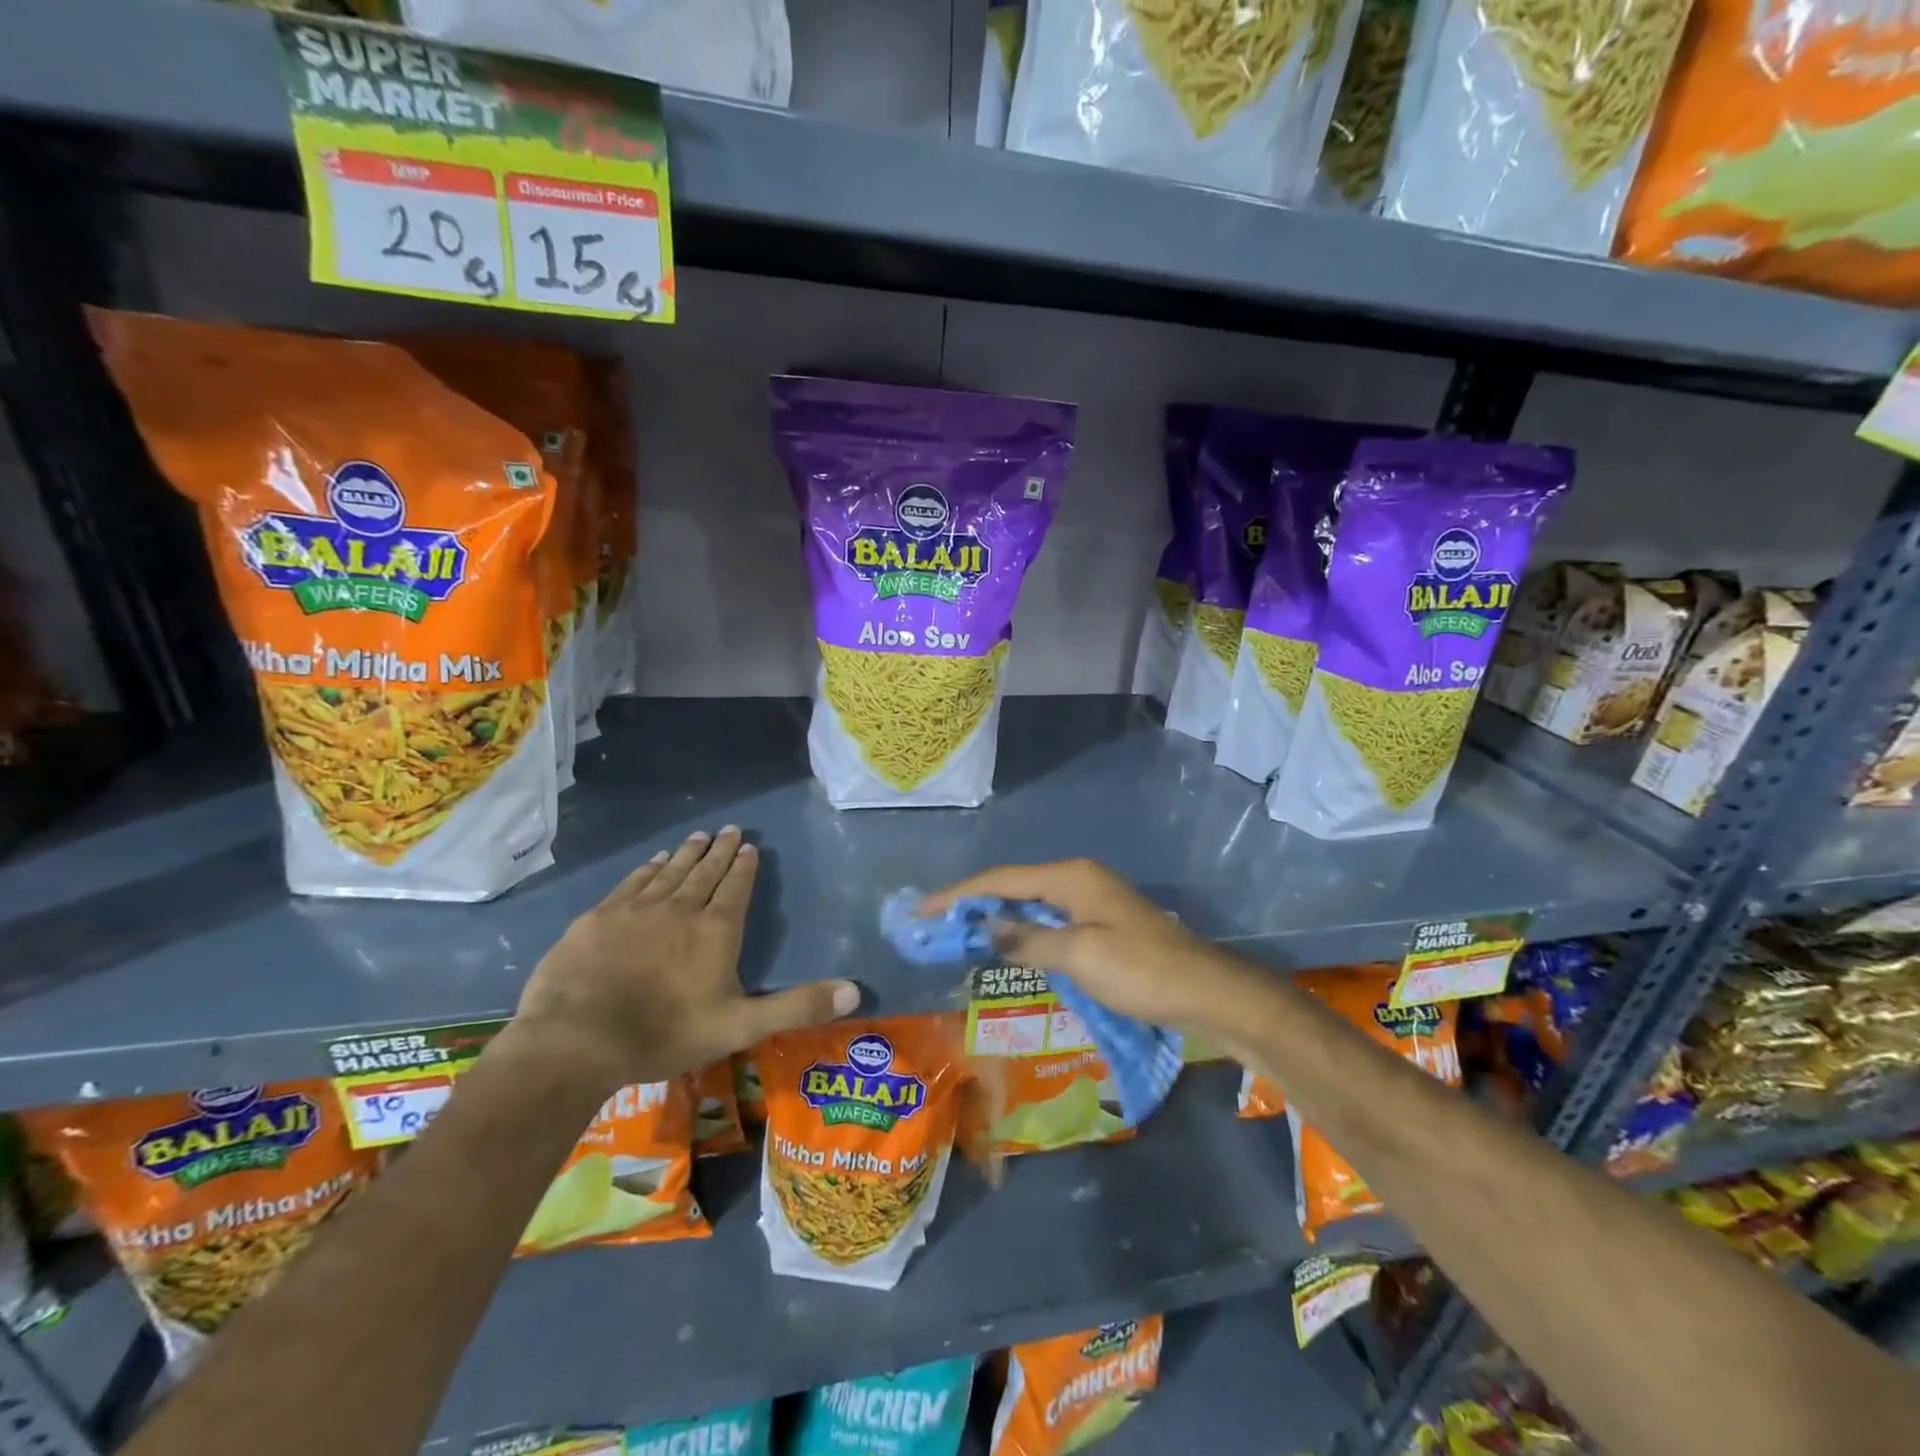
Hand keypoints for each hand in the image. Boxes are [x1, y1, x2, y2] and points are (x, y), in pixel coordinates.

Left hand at [512, 827, 859, 1090]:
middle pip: (705, 871)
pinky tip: (653, 862)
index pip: (736, 887)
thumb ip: (797, 1006)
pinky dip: (647, 869)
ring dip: (687, 853)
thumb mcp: (740, 1026)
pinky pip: (632, 882)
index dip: (745, 866)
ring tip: (699, 836)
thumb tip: (855, 992)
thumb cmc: (665, 1034)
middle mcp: (680, 908)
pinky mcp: (600, 917)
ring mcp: (637, 909)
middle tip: (730, 830)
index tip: (750, 846)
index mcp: (716, 930)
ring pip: (670, 871)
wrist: (577, 1040)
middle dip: (720, 850)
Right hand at [921, 858, 1264, 1031]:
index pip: (1002, 879)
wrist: (1207, 993)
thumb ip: (1028, 940)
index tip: (923, 910)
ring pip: (1032, 905)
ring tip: (962, 937)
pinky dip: (1024, 934)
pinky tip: (1011, 951)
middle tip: (937, 926)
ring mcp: (1093, 902)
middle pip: (1014, 886)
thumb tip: (988, 928)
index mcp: (1071, 877)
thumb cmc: (1141, 971)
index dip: (960, 894)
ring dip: (999, 920)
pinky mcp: (1103, 925)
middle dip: (975, 904)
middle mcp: (1079, 880)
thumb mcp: (1080, 955)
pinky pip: (1050, 922)